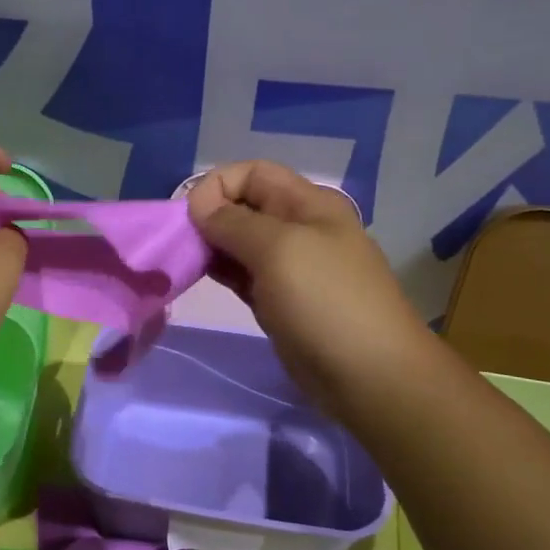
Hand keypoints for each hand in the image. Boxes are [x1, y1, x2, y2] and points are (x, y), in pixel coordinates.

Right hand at [187, 161, 426, 413]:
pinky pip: (244, 275)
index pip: (253, 173)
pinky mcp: (280, 301)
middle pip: (244, 206)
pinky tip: (200, 279)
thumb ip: (234, 222)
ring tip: (183, 263)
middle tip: (179, 244)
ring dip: (211, 246)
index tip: (189, 217)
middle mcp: (299, 228)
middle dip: (209, 216)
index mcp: (308, 204)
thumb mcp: (279, 250)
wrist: (370, 376)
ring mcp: (291, 267)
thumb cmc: (326, 303)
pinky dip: (221, 272)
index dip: (218, 186)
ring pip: (241, 243)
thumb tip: (198, 204)